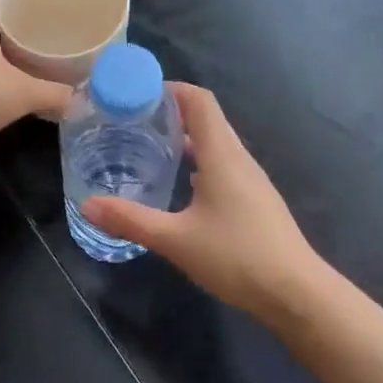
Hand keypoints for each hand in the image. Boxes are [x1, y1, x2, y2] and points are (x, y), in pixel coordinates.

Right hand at [82, 84, 329, 323]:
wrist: (295, 292)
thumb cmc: (237, 257)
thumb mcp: (176, 240)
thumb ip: (131, 220)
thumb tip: (87, 205)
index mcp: (222, 155)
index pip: (199, 100)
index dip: (169, 89)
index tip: (135, 95)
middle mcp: (238, 158)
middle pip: (206, 118)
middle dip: (170, 113)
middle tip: (131, 121)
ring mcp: (250, 180)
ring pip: (214, 144)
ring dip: (184, 138)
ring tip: (147, 147)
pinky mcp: (254, 200)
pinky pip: (222, 166)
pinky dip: (197, 161)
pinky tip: (178, 185)